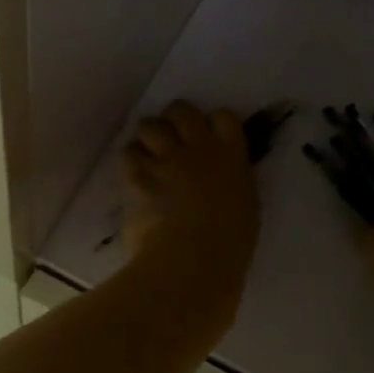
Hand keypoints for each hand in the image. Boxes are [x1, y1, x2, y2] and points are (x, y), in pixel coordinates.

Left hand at [121, 101, 259, 304]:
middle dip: (175, 119)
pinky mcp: (137, 174)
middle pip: (182, 110)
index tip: (208, 137)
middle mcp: (198, 149)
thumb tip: (223, 183)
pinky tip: (133, 176)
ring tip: (148, 155)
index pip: (224, 117)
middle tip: (172, 139)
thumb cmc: (229, 247)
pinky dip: (130, 161)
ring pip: (149, 124)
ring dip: (148, 137)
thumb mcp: (245, 210)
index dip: (213, 124)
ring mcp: (165, 159)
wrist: (191, 262)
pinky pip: (128, 152)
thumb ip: (233, 186)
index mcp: (232, 158)